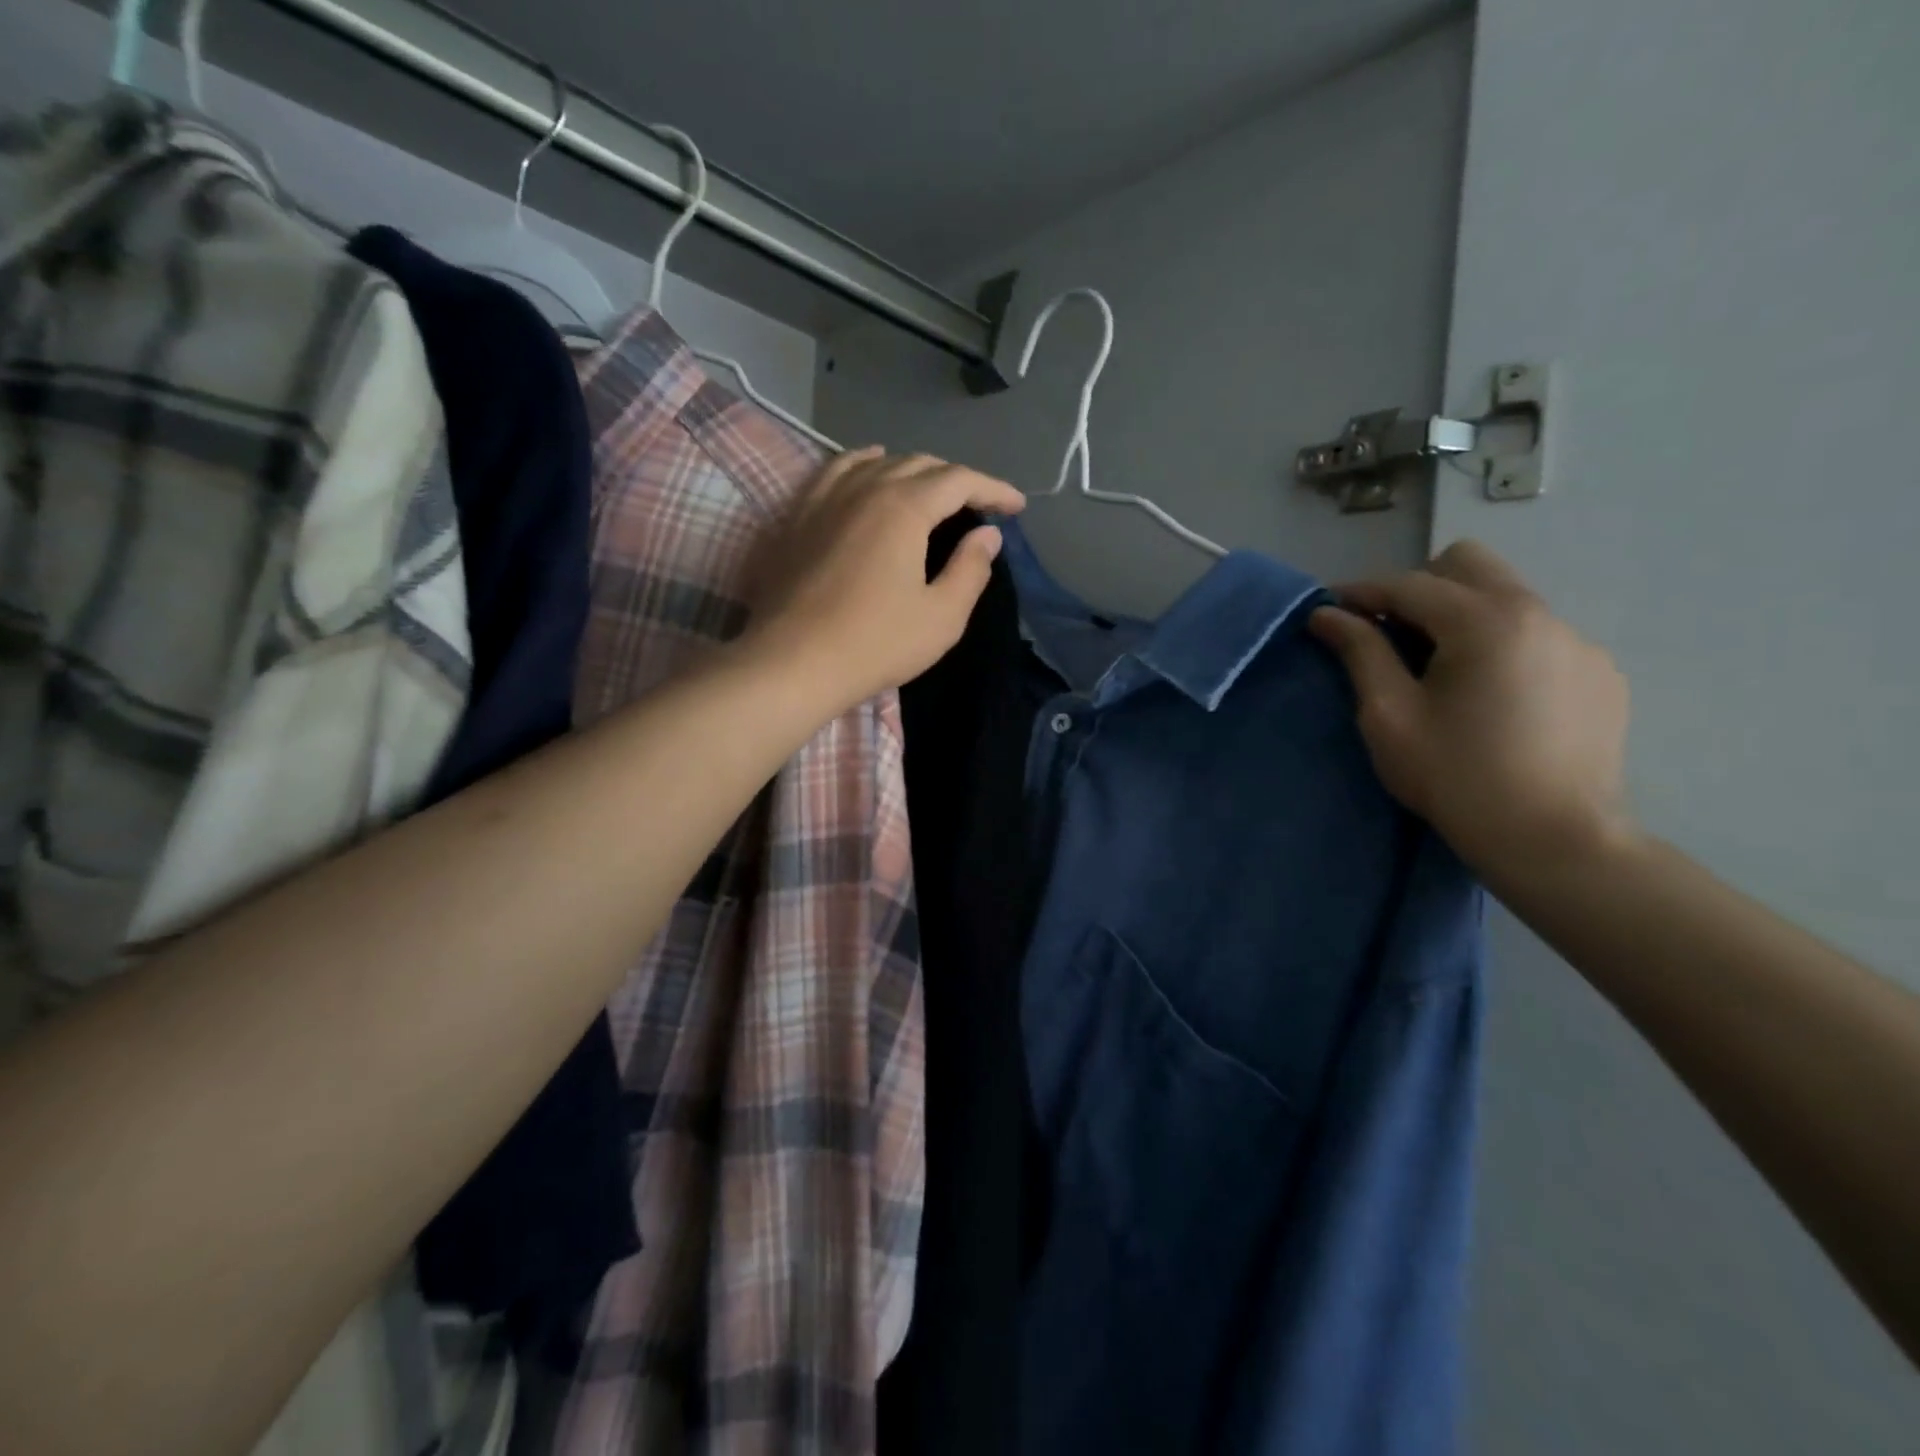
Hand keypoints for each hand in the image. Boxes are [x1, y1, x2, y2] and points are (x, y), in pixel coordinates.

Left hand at [739, 448, 1024, 713]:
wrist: (792, 662)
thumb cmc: (875, 644)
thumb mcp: (941, 617)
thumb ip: (970, 569)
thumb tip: (987, 535)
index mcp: (904, 507)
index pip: (959, 480)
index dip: (993, 489)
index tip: (1016, 507)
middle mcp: (864, 487)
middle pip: (919, 464)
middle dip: (956, 480)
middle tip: (976, 507)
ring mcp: (824, 497)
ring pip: (876, 463)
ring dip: (911, 470)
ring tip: (928, 489)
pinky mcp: (797, 515)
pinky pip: (836, 471)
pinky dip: (863, 466)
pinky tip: (867, 474)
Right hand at [1307, 540, 1633, 885]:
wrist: (1555, 840)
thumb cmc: (1456, 777)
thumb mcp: (1389, 715)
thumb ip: (1360, 652)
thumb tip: (1327, 615)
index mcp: (1485, 621)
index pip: (1409, 584)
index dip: (1361, 592)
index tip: (1329, 609)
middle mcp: (1540, 614)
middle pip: (1468, 564)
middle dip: (1418, 587)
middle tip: (1390, 633)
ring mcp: (1578, 641)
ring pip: (1506, 596)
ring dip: (1461, 614)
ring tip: (1440, 669)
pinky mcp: (1599, 672)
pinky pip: (1538, 634)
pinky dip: (1501, 645)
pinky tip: (1491, 696)